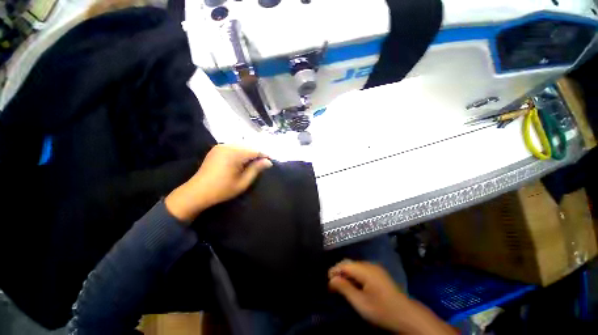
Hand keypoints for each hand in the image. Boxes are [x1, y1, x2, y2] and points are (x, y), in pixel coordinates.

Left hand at [165, 145, 271, 222]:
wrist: (197, 192)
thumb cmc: (222, 189)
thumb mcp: (243, 182)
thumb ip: (256, 169)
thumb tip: (268, 162)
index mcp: (234, 154)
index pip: (255, 150)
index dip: (265, 155)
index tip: (271, 161)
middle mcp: (227, 146)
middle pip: (248, 146)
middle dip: (257, 153)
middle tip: (264, 163)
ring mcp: (220, 146)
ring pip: (241, 145)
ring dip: (249, 152)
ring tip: (255, 162)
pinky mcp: (217, 149)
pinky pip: (233, 146)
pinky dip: (241, 151)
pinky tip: (243, 159)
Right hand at [329, 260, 455, 334]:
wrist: (407, 315)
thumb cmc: (382, 310)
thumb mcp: (361, 303)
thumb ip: (345, 288)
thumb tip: (331, 279)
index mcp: (365, 269)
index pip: (344, 264)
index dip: (334, 271)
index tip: (327, 283)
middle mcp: (369, 265)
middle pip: (349, 263)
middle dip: (339, 272)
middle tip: (333, 286)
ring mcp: (375, 268)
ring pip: (355, 266)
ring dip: (346, 274)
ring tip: (341, 286)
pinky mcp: (379, 273)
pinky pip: (362, 270)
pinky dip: (354, 275)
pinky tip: (354, 285)